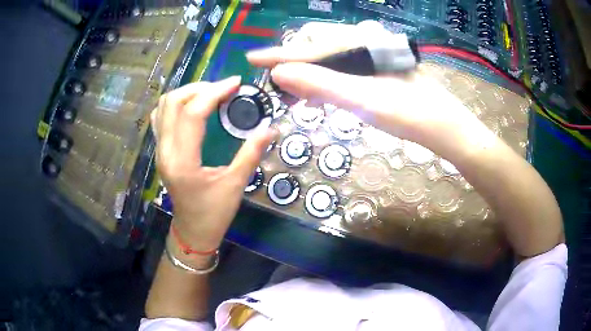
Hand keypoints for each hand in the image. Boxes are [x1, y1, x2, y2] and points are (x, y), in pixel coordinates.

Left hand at [151, 77, 274, 250]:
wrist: (192, 231)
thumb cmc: (213, 213)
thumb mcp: (235, 185)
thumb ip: (251, 153)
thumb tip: (271, 128)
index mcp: (182, 161)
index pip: (192, 113)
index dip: (214, 92)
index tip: (235, 83)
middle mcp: (165, 151)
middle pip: (172, 102)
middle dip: (199, 88)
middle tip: (223, 89)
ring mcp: (159, 150)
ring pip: (163, 107)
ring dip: (186, 93)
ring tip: (209, 94)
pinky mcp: (160, 151)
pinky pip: (161, 117)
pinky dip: (175, 104)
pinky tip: (192, 107)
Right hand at [247, 21, 495, 157]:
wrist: (445, 127)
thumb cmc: (409, 113)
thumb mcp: (362, 99)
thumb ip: (320, 83)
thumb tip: (280, 74)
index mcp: (359, 43)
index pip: (309, 46)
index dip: (278, 54)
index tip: (252, 58)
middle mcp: (365, 41)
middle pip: (317, 44)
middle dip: (293, 61)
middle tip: (277, 83)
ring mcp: (373, 54)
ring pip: (329, 55)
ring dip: (309, 69)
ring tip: (294, 90)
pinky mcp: (378, 67)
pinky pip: (343, 65)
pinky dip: (327, 76)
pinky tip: (321, 90)